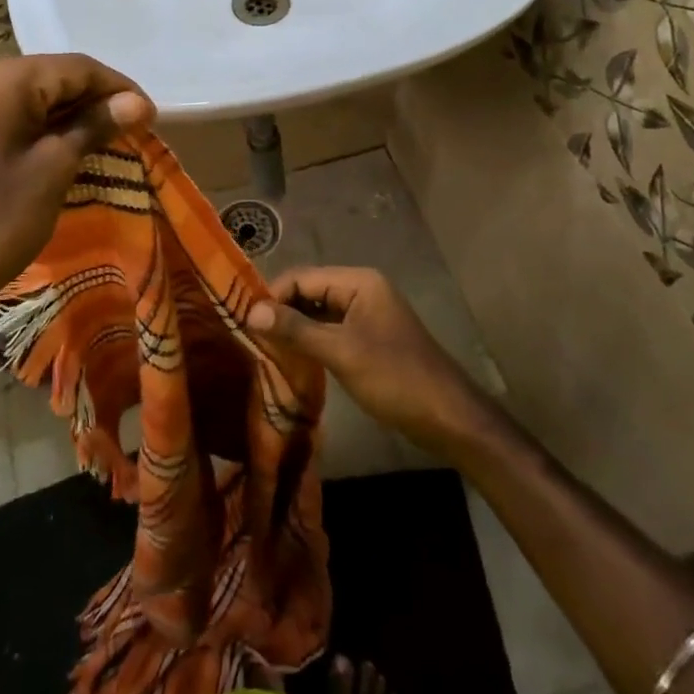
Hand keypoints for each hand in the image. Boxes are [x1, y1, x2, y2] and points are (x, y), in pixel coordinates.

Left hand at [0, 55, 153, 391]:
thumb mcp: (53, 170)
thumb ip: (95, 125)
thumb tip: (137, 104)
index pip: (74, 68)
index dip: (117, 88)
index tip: (151, 115)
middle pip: (46, 75)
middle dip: (90, 99)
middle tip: (130, 127)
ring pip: (22, 93)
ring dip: (61, 111)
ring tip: (100, 136)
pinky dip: (30, 122)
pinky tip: (55, 143)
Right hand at [246, 267, 498, 457]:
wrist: (448, 416)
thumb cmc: (394, 378)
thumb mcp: (341, 352)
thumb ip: (296, 329)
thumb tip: (252, 311)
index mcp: (358, 281)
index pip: (303, 277)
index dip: (273, 296)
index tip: (245, 321)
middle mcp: (362, 289)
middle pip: (310, 291)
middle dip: (282, 311)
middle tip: (251, 337)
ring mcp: (367, 313)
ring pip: (319, 312)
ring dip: (295, 327)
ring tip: (265, 348)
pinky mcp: (369, 337)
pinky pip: (331, 329)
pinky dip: (312, 339)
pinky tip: (293, 357)